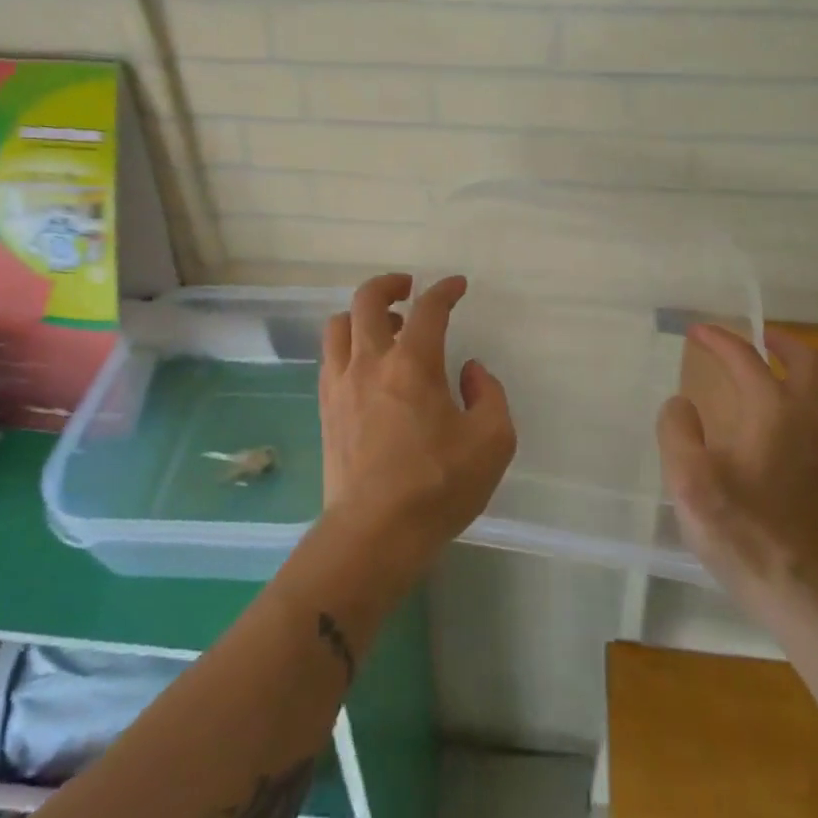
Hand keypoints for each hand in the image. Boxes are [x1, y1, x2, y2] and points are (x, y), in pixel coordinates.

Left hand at [317, 273, 516, 584]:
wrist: (374, 533)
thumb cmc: (438, 486)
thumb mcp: (492, 441)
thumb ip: (489, 395)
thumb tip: (469, 372)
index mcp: (413, 363)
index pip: (429, 309)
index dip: (445, 290)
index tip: (457, 286)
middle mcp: (370, 362)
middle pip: (367, 300)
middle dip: (390, 284)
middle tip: (408, 289)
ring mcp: (341, 384)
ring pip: (338, 325)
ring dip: (362, 315)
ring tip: (385, 329)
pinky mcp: (326, 409)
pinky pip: (330, 358)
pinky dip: (347, 346)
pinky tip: (365, 366)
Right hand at [657, 323, 817, 622]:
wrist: (806, 594)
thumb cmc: (743, 532)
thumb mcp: (689, 481)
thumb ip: (677, 432)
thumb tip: (682, 405)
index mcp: (774, 411)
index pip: (746, 359)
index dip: (719, 340)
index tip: (697, 332)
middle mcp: (811, 420)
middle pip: (807, 362)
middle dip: (779, 343)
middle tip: (756, 339)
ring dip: (810, 376)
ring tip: (785, 380)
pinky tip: (796, 431)